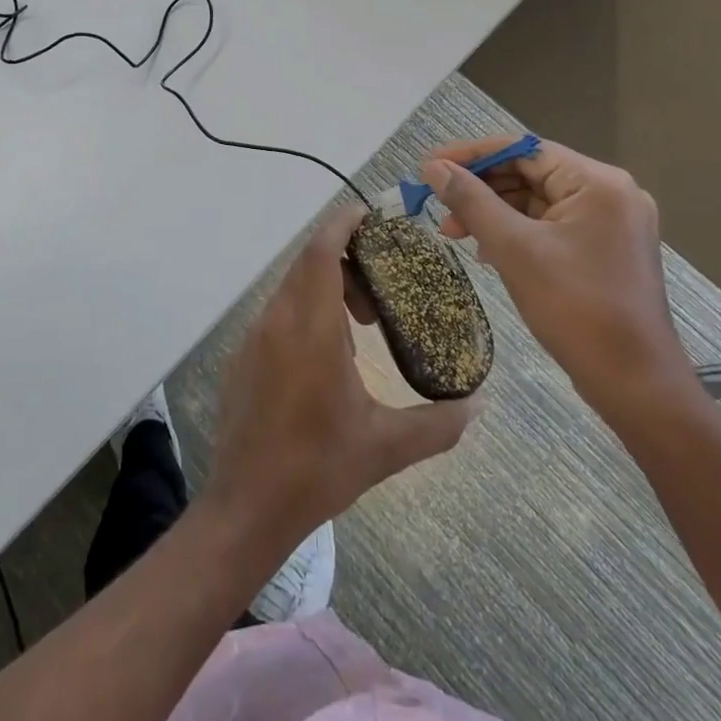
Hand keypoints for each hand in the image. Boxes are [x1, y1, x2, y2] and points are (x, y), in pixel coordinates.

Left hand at [202, 203, 475, 552]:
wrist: (246, 505)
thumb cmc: (317, 469)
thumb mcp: (385, 448)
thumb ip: (437, 424)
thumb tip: (477, 406)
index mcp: (310, 328)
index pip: (320, 252)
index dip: (341, 224)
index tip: (367, 214)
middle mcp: (277, 320)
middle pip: (308, 263)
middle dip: (345, 260)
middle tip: (382, 285)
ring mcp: (254, 337)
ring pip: (292, 288)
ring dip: (326, 289)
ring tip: (363, 325)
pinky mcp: (243, 356)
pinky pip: (279, 313)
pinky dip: (306, 311)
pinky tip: (330, 356)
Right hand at [420, 138, 695, 424]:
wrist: (635, 384)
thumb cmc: (575, 309)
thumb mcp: (513, 248)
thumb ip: (471, 200)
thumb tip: (434, 167)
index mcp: (597, 182)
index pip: (523, 149)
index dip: (471, 155)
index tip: (429, 166)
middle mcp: (610, 192)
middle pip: (530, 172)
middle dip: (480, 188)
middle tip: (438, 207)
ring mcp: (611, 221)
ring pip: (537, 200)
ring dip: (493, 211)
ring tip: (454, 233)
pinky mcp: (606, 247)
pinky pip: (551, 224)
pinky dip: (516, 230)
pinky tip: (486, 249)